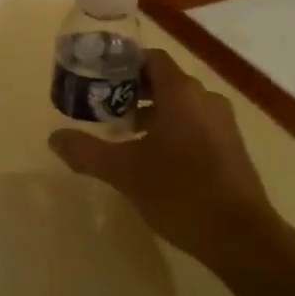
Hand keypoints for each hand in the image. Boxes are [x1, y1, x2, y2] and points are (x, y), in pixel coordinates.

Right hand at [48, 49, 278, 263]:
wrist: (240, 236)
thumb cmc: (179, 192)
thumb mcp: (124, 172)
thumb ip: (86, 151)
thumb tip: (54, 138)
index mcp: (181, 93)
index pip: (150, 59)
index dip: (122, 65)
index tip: (96, 79)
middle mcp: (205, 99)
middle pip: (163, 81)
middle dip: (131, 92)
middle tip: (101, 109)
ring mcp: (222, 123)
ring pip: (180, 105)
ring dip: (150, 113)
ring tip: (122, 136)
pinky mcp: (230, 147)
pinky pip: (194, 124)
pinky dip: (171, 130)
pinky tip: (153, 159)